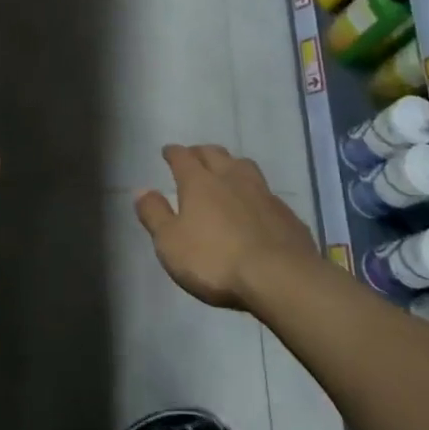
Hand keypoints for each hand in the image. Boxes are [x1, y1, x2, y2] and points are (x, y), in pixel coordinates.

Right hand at [134, 145, 318, 308]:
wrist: (279, 277)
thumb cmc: (215, 260)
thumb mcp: (170, 243)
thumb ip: (154, 214)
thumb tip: (142, 190)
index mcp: (199, 182)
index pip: (183, 157)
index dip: (173, 152)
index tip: (168, 151)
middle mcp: (231, 178)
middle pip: (215, 154)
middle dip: (201, 152)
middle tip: (194, 156)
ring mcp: (263, 193)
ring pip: (244, 166)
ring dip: (231, 164)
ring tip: (226, 172)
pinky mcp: (286, 213)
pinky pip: (266, 193)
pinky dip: (255, 193)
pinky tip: (256, 205)